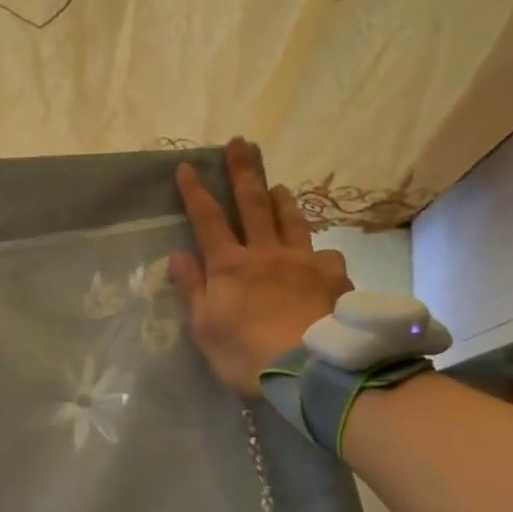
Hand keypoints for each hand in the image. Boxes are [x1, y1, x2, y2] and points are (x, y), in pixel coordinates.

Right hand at [169, 138, 353, 395]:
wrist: (309, 369)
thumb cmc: (247, 354)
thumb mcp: (205, 328)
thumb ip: (192, 289)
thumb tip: (178, 255)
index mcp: (231, 266)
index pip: (208, 220)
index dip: (196, 193)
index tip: (187, 166)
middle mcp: (267, 253)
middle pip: (253, 204)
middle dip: (243, 172)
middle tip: (240, 143)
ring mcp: (304, 261)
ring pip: (293, 220)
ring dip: (283, 200)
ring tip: (279, 186)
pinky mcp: (334, 277)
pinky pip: (326, 255)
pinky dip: (319, 251)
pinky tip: (322, 256)